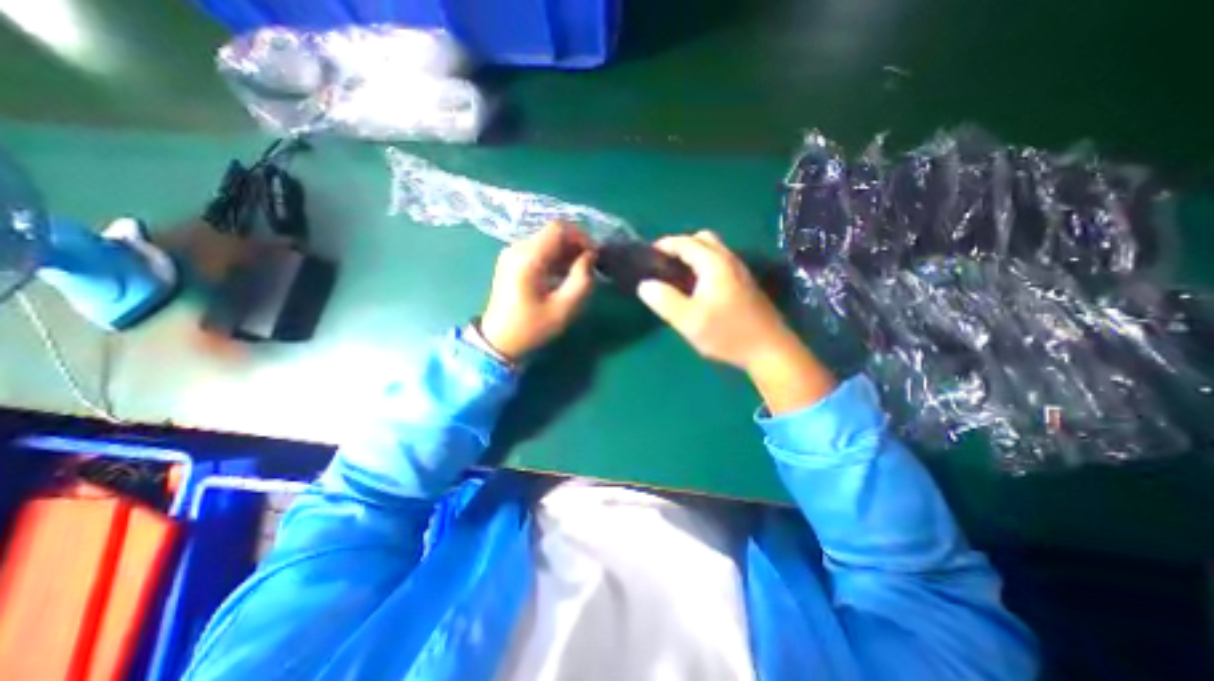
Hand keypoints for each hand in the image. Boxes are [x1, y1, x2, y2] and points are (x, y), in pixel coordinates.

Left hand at [483, 222, 598, 360]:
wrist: (498, 341)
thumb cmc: (532, 327)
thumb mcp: (564, 308)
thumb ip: (582, 280)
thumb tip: (590, 256)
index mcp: (528, 258)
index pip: (558, 228)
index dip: (581, 237)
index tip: (593, 256)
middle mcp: (517, 249)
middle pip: (552, 233)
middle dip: (574, 246)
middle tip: (588, 267)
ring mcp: (511, 254)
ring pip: (546, 241)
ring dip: (565, 253)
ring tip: (577, 273)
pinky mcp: (511, 262)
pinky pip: (537, 250)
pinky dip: (554, 258)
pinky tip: (562, 276)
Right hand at [636, 232, 835, 410]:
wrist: (769, 350)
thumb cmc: (727, 333)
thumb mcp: (689, 320)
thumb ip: (664, 301)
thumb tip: (645, 285)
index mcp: (714, 264)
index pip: (686, 243)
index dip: (665, 245)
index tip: (648, 255)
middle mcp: (729, 261)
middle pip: (703, 239)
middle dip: (681, 246)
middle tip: (665, 264)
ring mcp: (740, 272)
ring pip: (714, 251)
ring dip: (694, 256)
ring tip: (678, 276)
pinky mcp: (745, 285)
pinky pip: (720, 264)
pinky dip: (704, 265)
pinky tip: (698, 288)